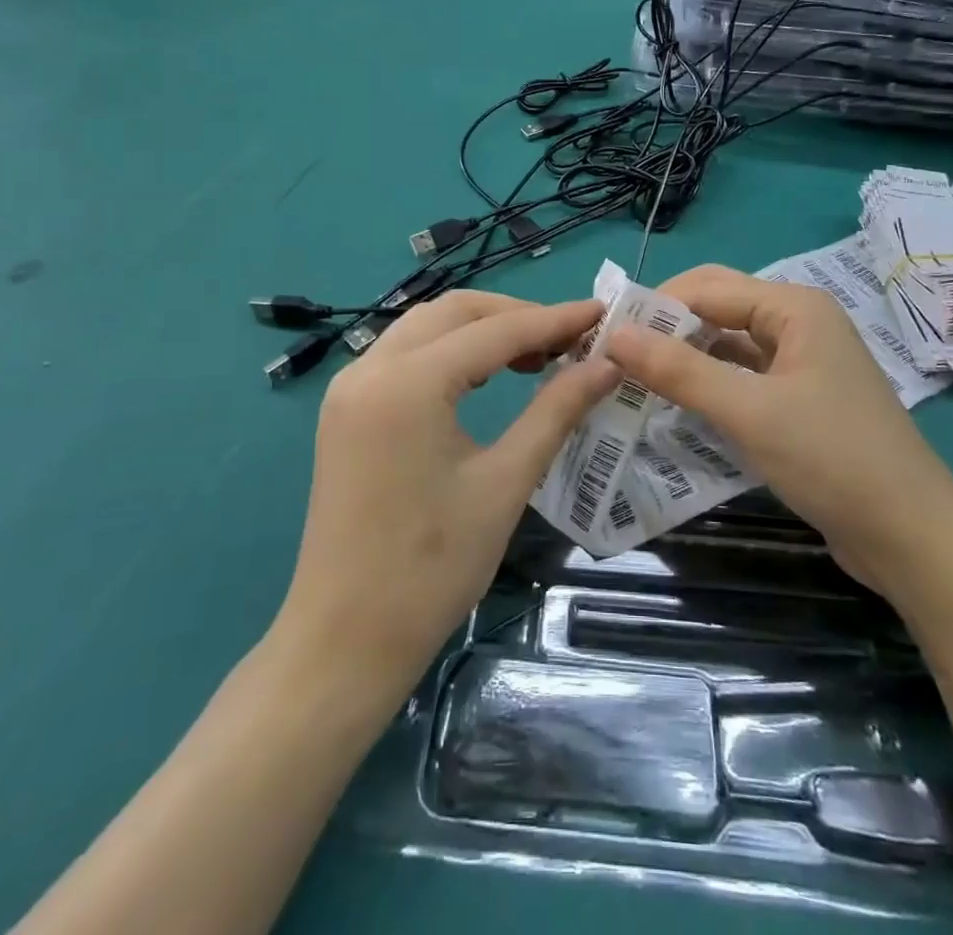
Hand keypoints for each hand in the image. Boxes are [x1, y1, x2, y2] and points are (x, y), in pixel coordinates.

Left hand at [277, 293, 617, 699]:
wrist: (344, 641)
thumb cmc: (432, 568)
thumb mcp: (505, 483)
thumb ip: (556, 411)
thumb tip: (608, 365)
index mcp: (407, 383)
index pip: (494, 331)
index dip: (554, 319)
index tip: (602, 313)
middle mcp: (369, 368)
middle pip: (454, 312)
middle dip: (516, 317)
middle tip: (570, 339)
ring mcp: (349, 388)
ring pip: (426, 327)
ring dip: (482, 330)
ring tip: (537, 355)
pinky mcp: (346, 410)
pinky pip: (404, 355)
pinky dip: (450, 352)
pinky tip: (485, 376)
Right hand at [603, 266, 944, 581]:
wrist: (910, 536)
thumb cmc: (831, 459)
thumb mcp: (748, 412)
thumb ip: (679, 371)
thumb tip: (614, 335)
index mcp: (794, 307)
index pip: (707, 287)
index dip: (654, 306)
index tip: (604, 337)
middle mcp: (798, 322)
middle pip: (718, 309)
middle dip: (668, 328)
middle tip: (616, 357)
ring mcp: (800, 362)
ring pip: (728, 345)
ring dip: (685, 358)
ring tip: (633, 380)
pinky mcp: (798, 399)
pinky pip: (742, 378)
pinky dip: (708, 386)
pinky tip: (675, 406)